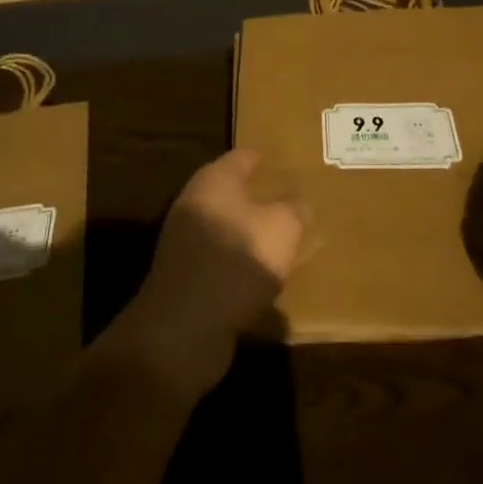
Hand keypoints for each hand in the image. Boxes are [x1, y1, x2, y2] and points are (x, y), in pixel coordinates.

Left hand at [102, 148, 307, 399]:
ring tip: (278, 240)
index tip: (283, 162)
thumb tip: (298, 202)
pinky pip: (218, 259)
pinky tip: (258, 276)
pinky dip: (237, 262)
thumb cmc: (238, 260)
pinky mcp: (184, 276)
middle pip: (230, 191)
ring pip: (224, 226)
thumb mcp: (282, 229)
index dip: (263, 158)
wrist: (185, 327)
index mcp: (214, 180)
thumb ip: (295, 209)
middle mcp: (195, 202)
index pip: (242, 157)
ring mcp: (184, 240)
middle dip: (256, 196)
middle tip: (287, 202)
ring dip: (247, 232)